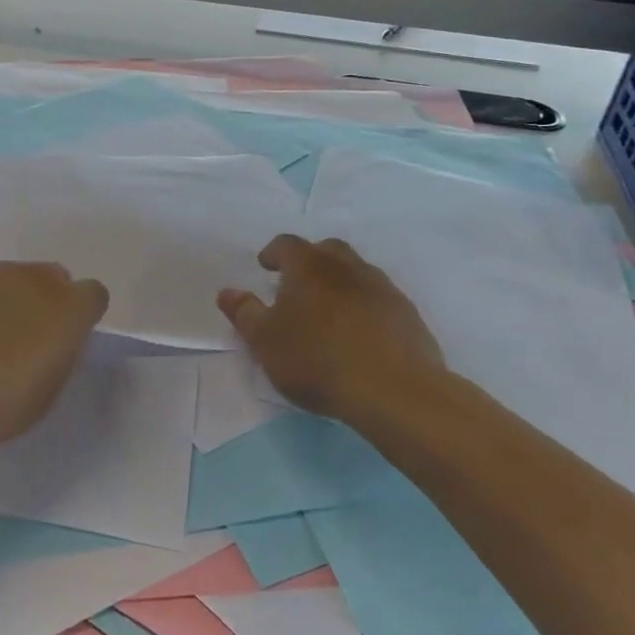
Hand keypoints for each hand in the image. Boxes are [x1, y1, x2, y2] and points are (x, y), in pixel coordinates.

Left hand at [0, 262, 108, 463]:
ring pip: (18, 276)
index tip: (67, 336)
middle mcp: (39, 280)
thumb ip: (62, 351)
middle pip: (55, 277)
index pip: (93, 294)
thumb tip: (57, 337)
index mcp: (71, 310)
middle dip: (49, 300)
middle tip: (28, 334)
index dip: (82, 314)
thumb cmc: (1, 406)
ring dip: (14, 297)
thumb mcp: (50, 388)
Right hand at [218, 235, 446, 427]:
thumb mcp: (265, 341)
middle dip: (310, 260)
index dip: (273, 253)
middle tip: (297, 284)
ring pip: (357, 272)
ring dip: (340, 282)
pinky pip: (379, 298)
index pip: (287, 244)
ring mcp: (382, 288)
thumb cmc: (317, 360)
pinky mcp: (407, 314)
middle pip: (327, 249)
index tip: (265, 266)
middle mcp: (347, 267)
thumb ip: (245, 313)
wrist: (394, 390)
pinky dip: (365, 305)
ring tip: (328, 310)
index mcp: (309, 266)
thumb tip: (227, 292)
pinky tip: (360, 332)